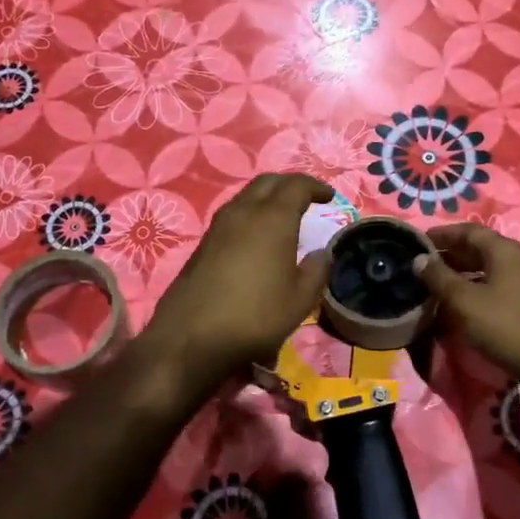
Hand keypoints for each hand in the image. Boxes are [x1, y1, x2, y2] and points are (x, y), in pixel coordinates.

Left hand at [142, 174, 333, 394]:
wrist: (190, 337)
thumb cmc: (254, 316)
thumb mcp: (299, 300)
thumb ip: (316, 271)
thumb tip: (322, 253)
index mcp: (273, 218)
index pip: (296, 185)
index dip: (315, 187)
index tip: (329, 196)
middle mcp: (244, 212)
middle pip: (268, 182)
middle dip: (290, 184)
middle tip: (307, 197)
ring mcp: (219, 226)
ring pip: (247, 195)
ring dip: (267, 197)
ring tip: (283, 215)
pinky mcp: (203, 243)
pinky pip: (233, 214)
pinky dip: (251, 214)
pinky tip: (257, 236)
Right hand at [415, 224, 519, 393]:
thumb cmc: (505, 326)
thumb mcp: (464, 301)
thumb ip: (439, 278)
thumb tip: (420, 259)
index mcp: (506, 251)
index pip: (470, 231)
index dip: (443, 234)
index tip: (420, 241)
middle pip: (483, 249)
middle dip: (453, 254)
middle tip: (427, 265)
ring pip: (493, 269)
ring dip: (466, 273)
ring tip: (442, 285)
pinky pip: (503, 286)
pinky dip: (481, 288)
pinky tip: (467, 305)